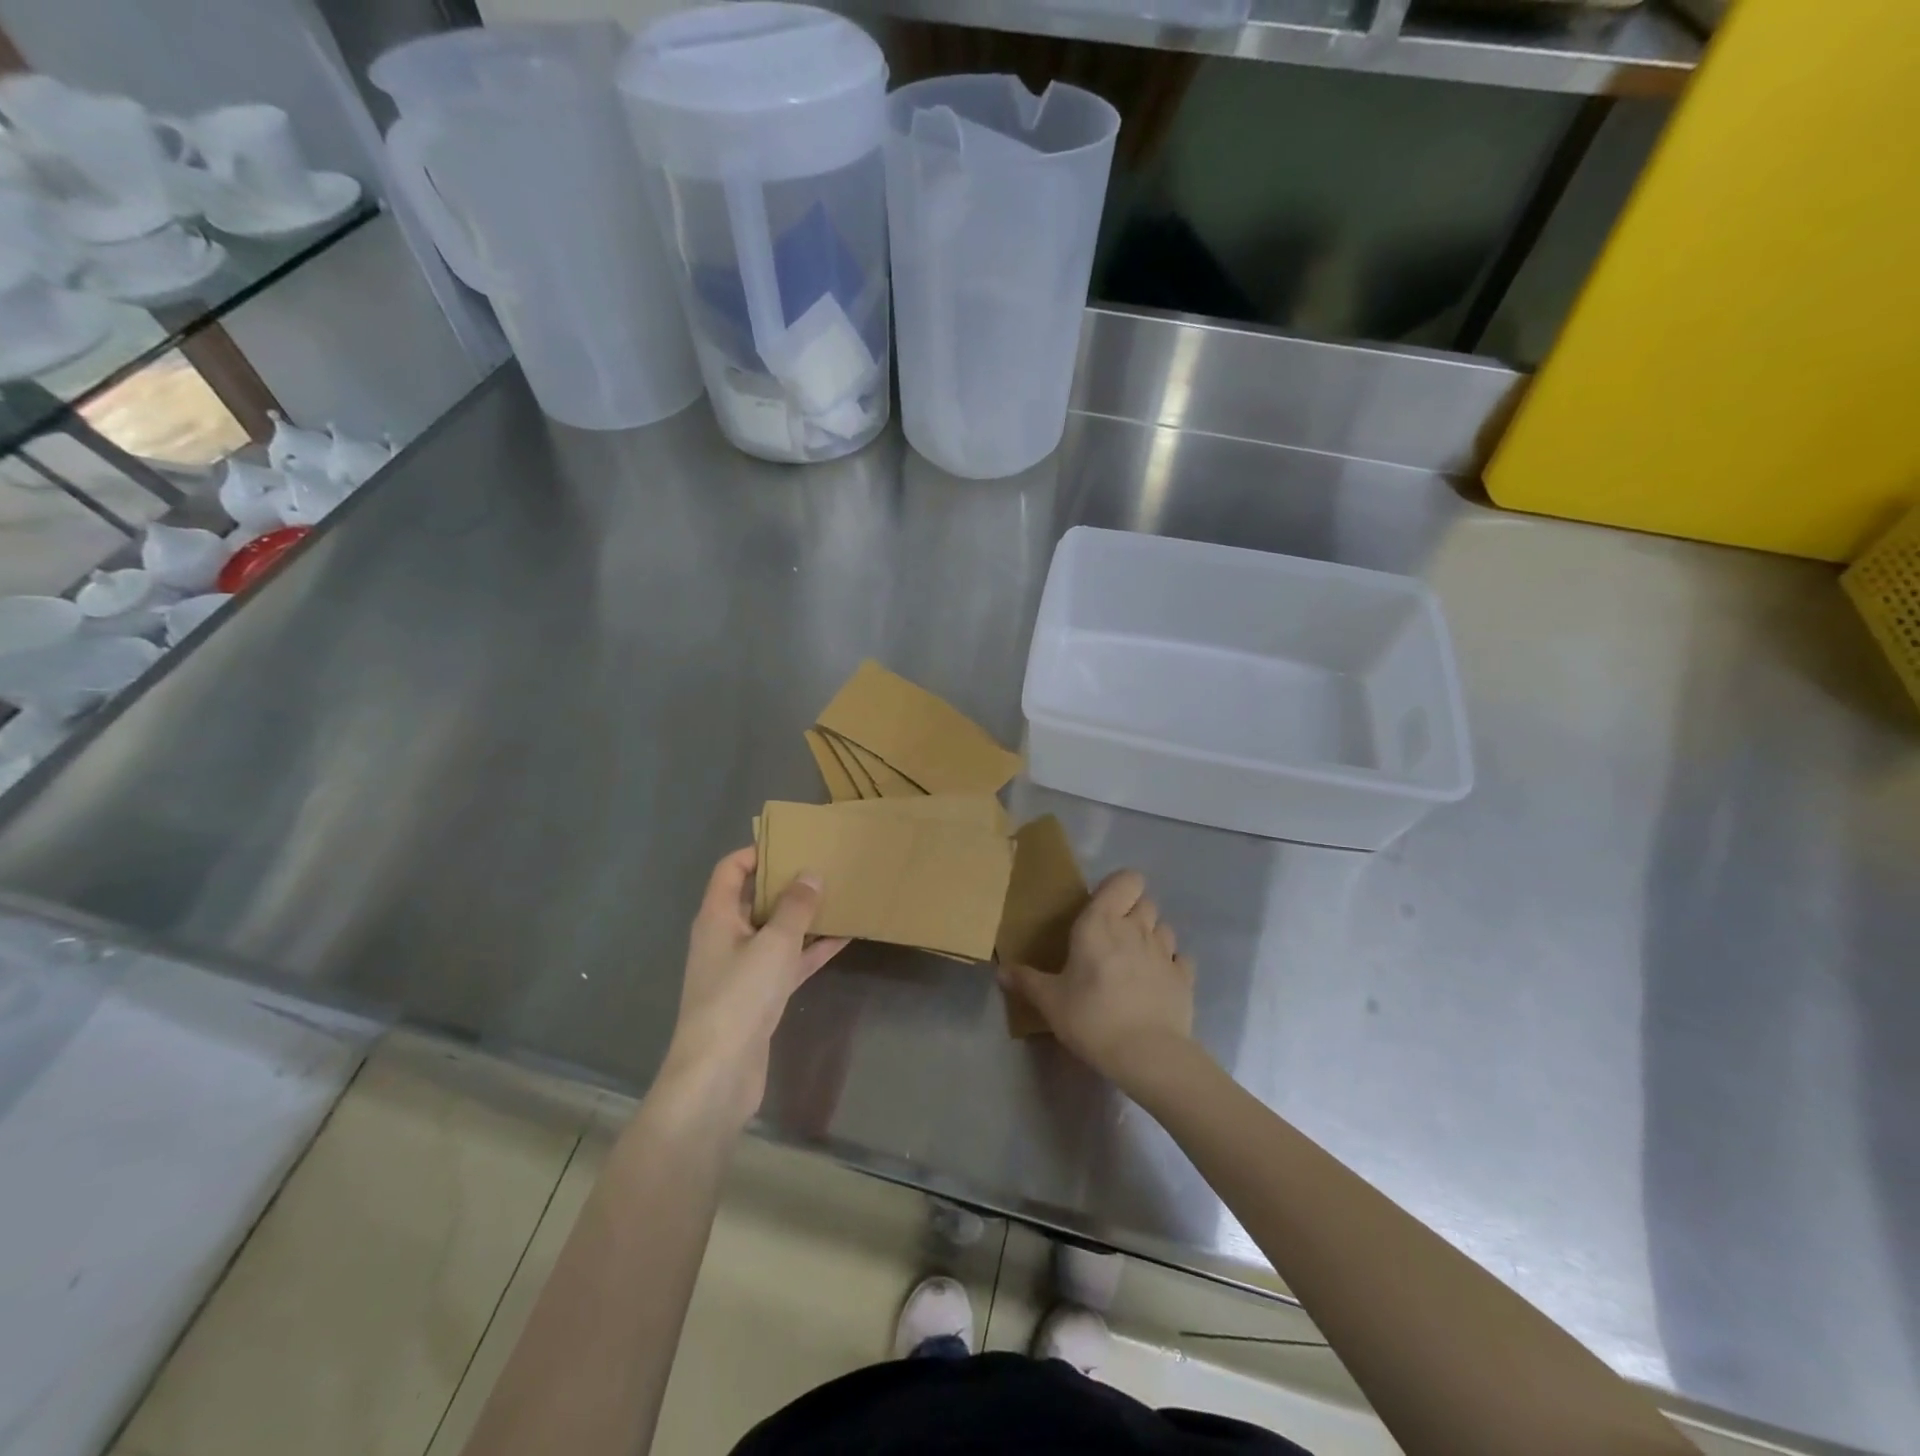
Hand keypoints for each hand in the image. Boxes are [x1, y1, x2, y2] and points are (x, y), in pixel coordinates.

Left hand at [655, 847, 848, 1127]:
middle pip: (754, 899)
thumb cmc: (739, 996)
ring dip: (803, 917)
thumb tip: (811, 874)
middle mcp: (725, 937)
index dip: (757, 852)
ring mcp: (741, 969)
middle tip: (824, 865)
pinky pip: (787, 962)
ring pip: (775, 931)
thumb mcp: (773, 943)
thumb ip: (795, 907)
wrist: (718, 1074)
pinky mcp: (758, 996)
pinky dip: (810, 950)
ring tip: (839, 895)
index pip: (730, 870)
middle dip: (787, 883)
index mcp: (716, 917)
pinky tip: (843, 938)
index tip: (793, 842)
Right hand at [999, 869, 1196, 1092]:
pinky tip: (1158, 981)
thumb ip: (1027, 981)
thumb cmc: (1091, 1017)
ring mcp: (1165, 951)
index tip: (1103, 907)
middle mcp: (1136, 927)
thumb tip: (1001, 971)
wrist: (1147, 1054)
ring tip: (1136, 959)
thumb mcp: (1050, 1001)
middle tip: (1114, 937)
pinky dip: (1171, 964)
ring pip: (1164, 926)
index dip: (1119, 887)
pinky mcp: (1185, 977)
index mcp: (1102, 922)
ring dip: (1152, 935)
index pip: (1126, 879)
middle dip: (1133, 912)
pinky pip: (1181, 958)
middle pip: (1146, 901)